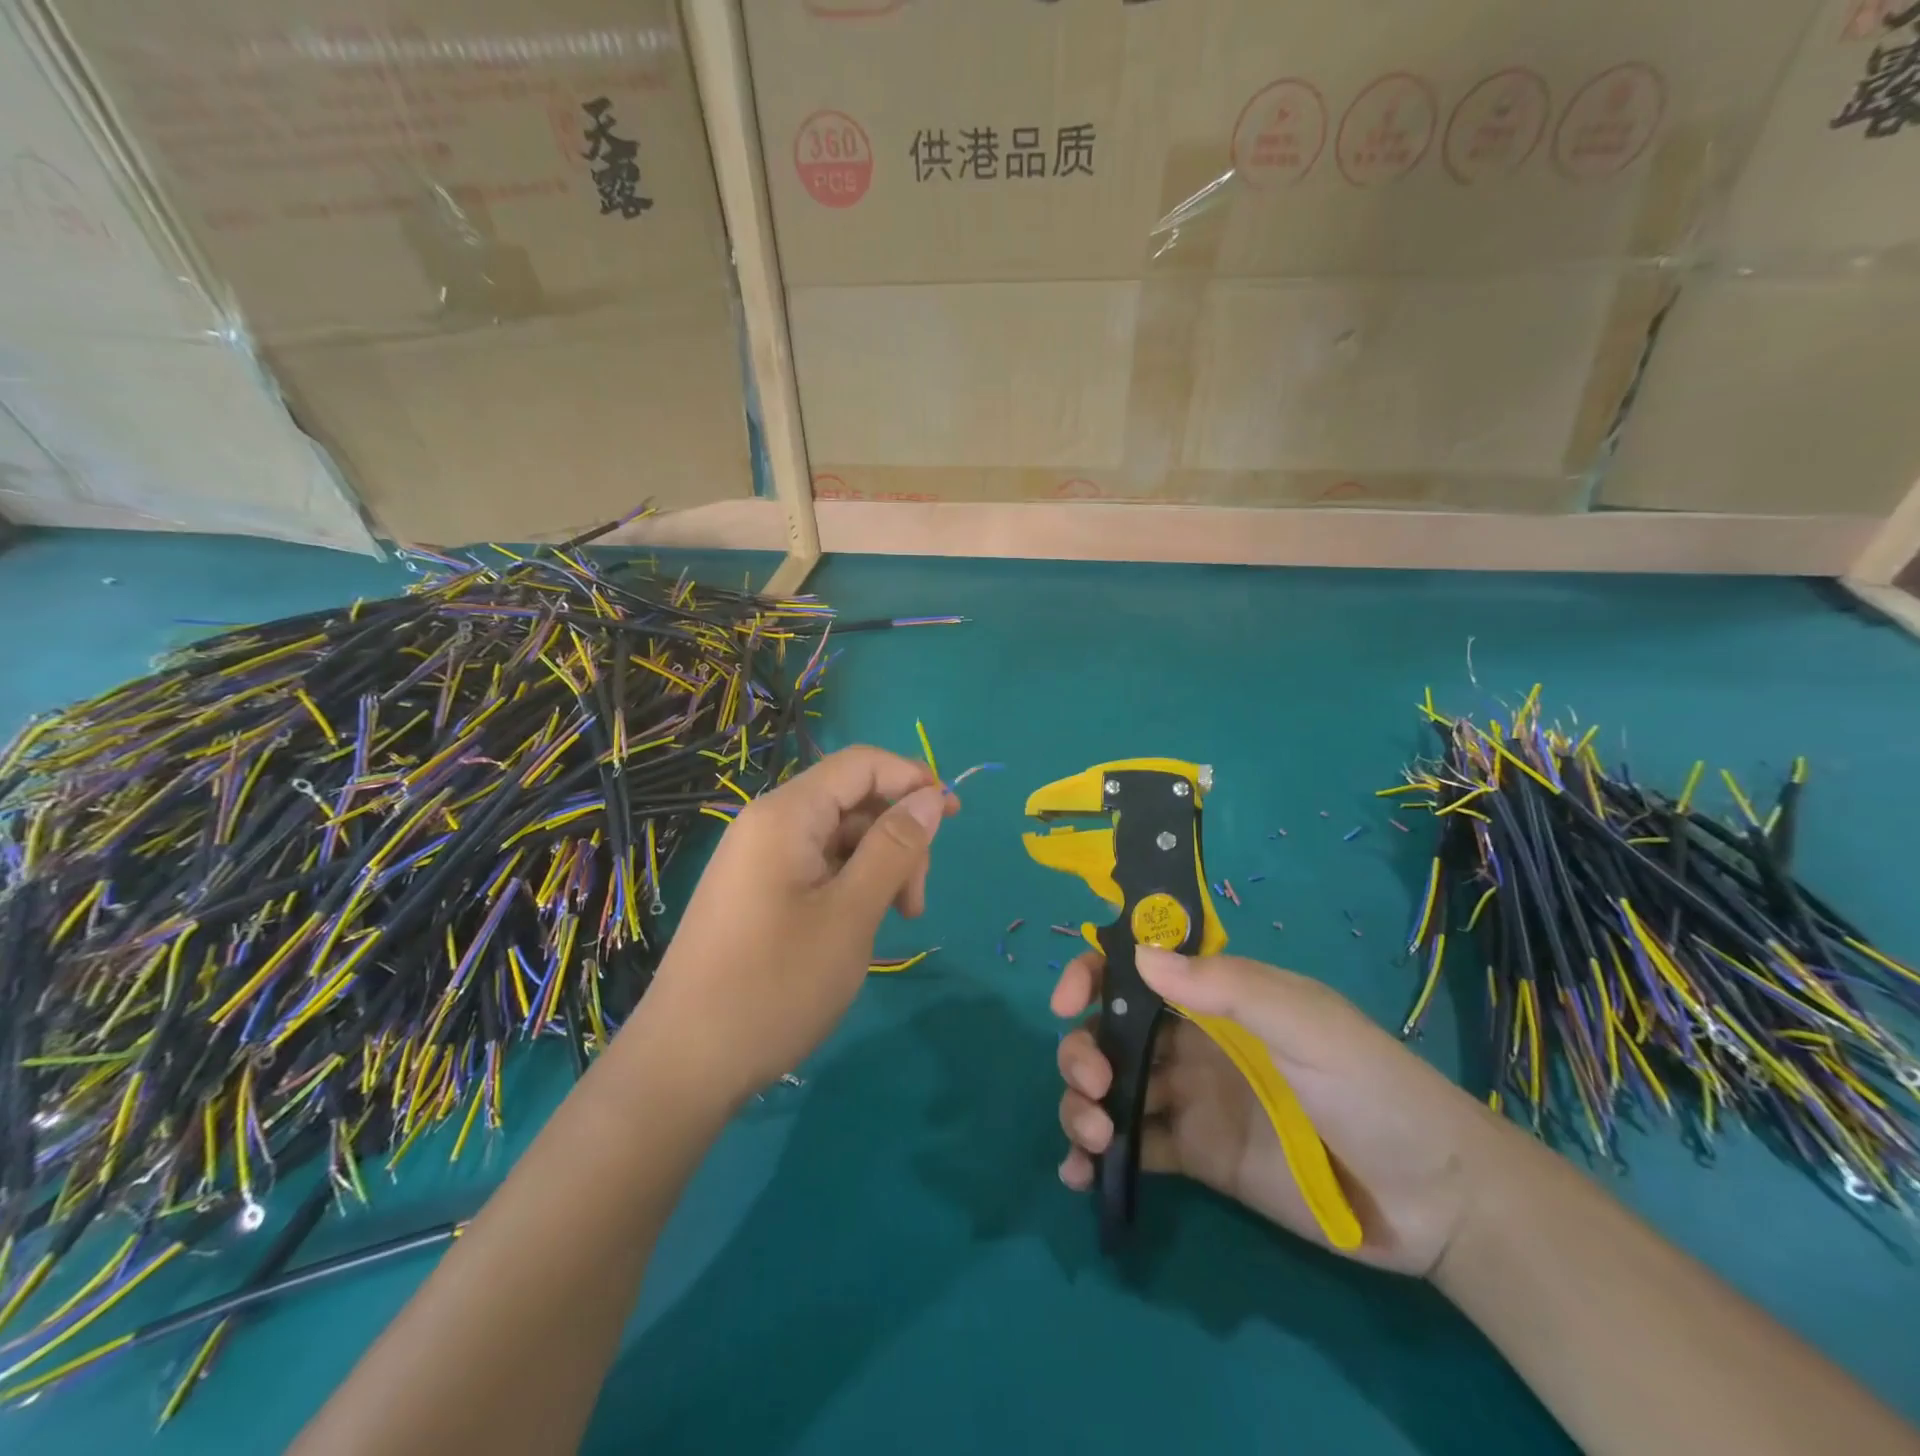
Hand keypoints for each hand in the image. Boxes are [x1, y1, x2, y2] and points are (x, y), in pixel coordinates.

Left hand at [639, 746, 955, 1101]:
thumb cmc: (775, 985)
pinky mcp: (756, 893)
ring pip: (838, 838)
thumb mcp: (851, 914)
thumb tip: (932, 795)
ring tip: (893, 922)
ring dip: (878, 867)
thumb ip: (895, 847)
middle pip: (852, 801)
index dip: (913, 779)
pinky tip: (859, 928)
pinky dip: (850, 886)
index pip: (861, 763)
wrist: (683, 1065)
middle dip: (897, 836)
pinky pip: (816, 867)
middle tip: (915, 902)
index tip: (954, 818)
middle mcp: (767, 824)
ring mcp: (758, 860)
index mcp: (786, 815)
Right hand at [1052, 949, 1503, 1275]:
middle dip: (1083, 1051)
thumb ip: (1228, 988)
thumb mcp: (1307, 1023)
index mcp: (1216, 997)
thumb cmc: (1371, 1087)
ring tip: (1091, 1140)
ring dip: (1081, 1104)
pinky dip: (1097, 1158)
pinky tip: (1079, 1177)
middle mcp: (1192, 1041)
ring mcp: (1190, 1099)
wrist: (1432, 1199)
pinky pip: (1134, 1147)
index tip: (1068, 1003)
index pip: (1138, 970)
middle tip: (1094, 1085)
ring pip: (1112, 1088)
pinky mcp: (1196, 1156)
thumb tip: (1140, 957)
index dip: (1093, 974)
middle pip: (1110, 1031)